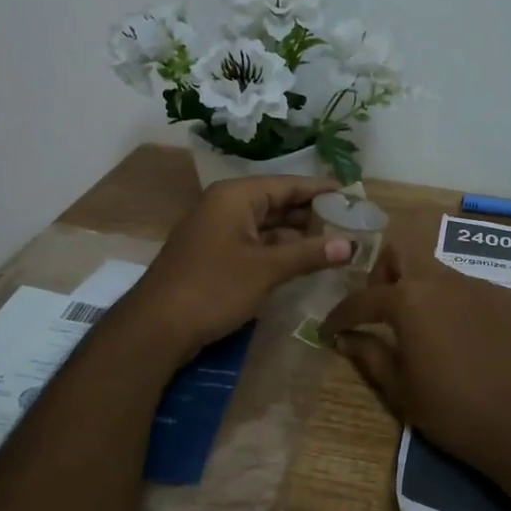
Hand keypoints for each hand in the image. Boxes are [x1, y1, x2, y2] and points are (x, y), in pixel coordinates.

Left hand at [126, 176, 352, 359]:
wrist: (157, 326)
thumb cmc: (214, 288)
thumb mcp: (267, 270)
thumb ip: (310, 254)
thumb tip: (350, 246)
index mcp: (236, 196)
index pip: (288, 184)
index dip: (321, 190)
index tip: (353, 195)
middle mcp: (225, 206)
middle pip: (277, 203)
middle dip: (312, 214)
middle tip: (351, 223)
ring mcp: (217, 231)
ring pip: (266, 226)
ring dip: (297, 235)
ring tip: (335, 243)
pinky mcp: (213, 256)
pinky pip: (254, 243)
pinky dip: (279, 251)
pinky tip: (303, 262)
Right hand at [321, 242, 510, 483]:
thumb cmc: (452, 411)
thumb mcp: (400, 389)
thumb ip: (368, 354)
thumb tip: (344, 337)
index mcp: (410, 300)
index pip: (363, 298)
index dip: (340, 314)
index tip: (330, 329)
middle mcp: (445, 281)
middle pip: (403, 253)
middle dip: (384, 273)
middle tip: (382, 308)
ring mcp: (484, 286)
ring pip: (442, 275)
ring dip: (425, 294)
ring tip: (430, 331)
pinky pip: (476, 293)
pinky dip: (461, 309)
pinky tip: (470, 342)